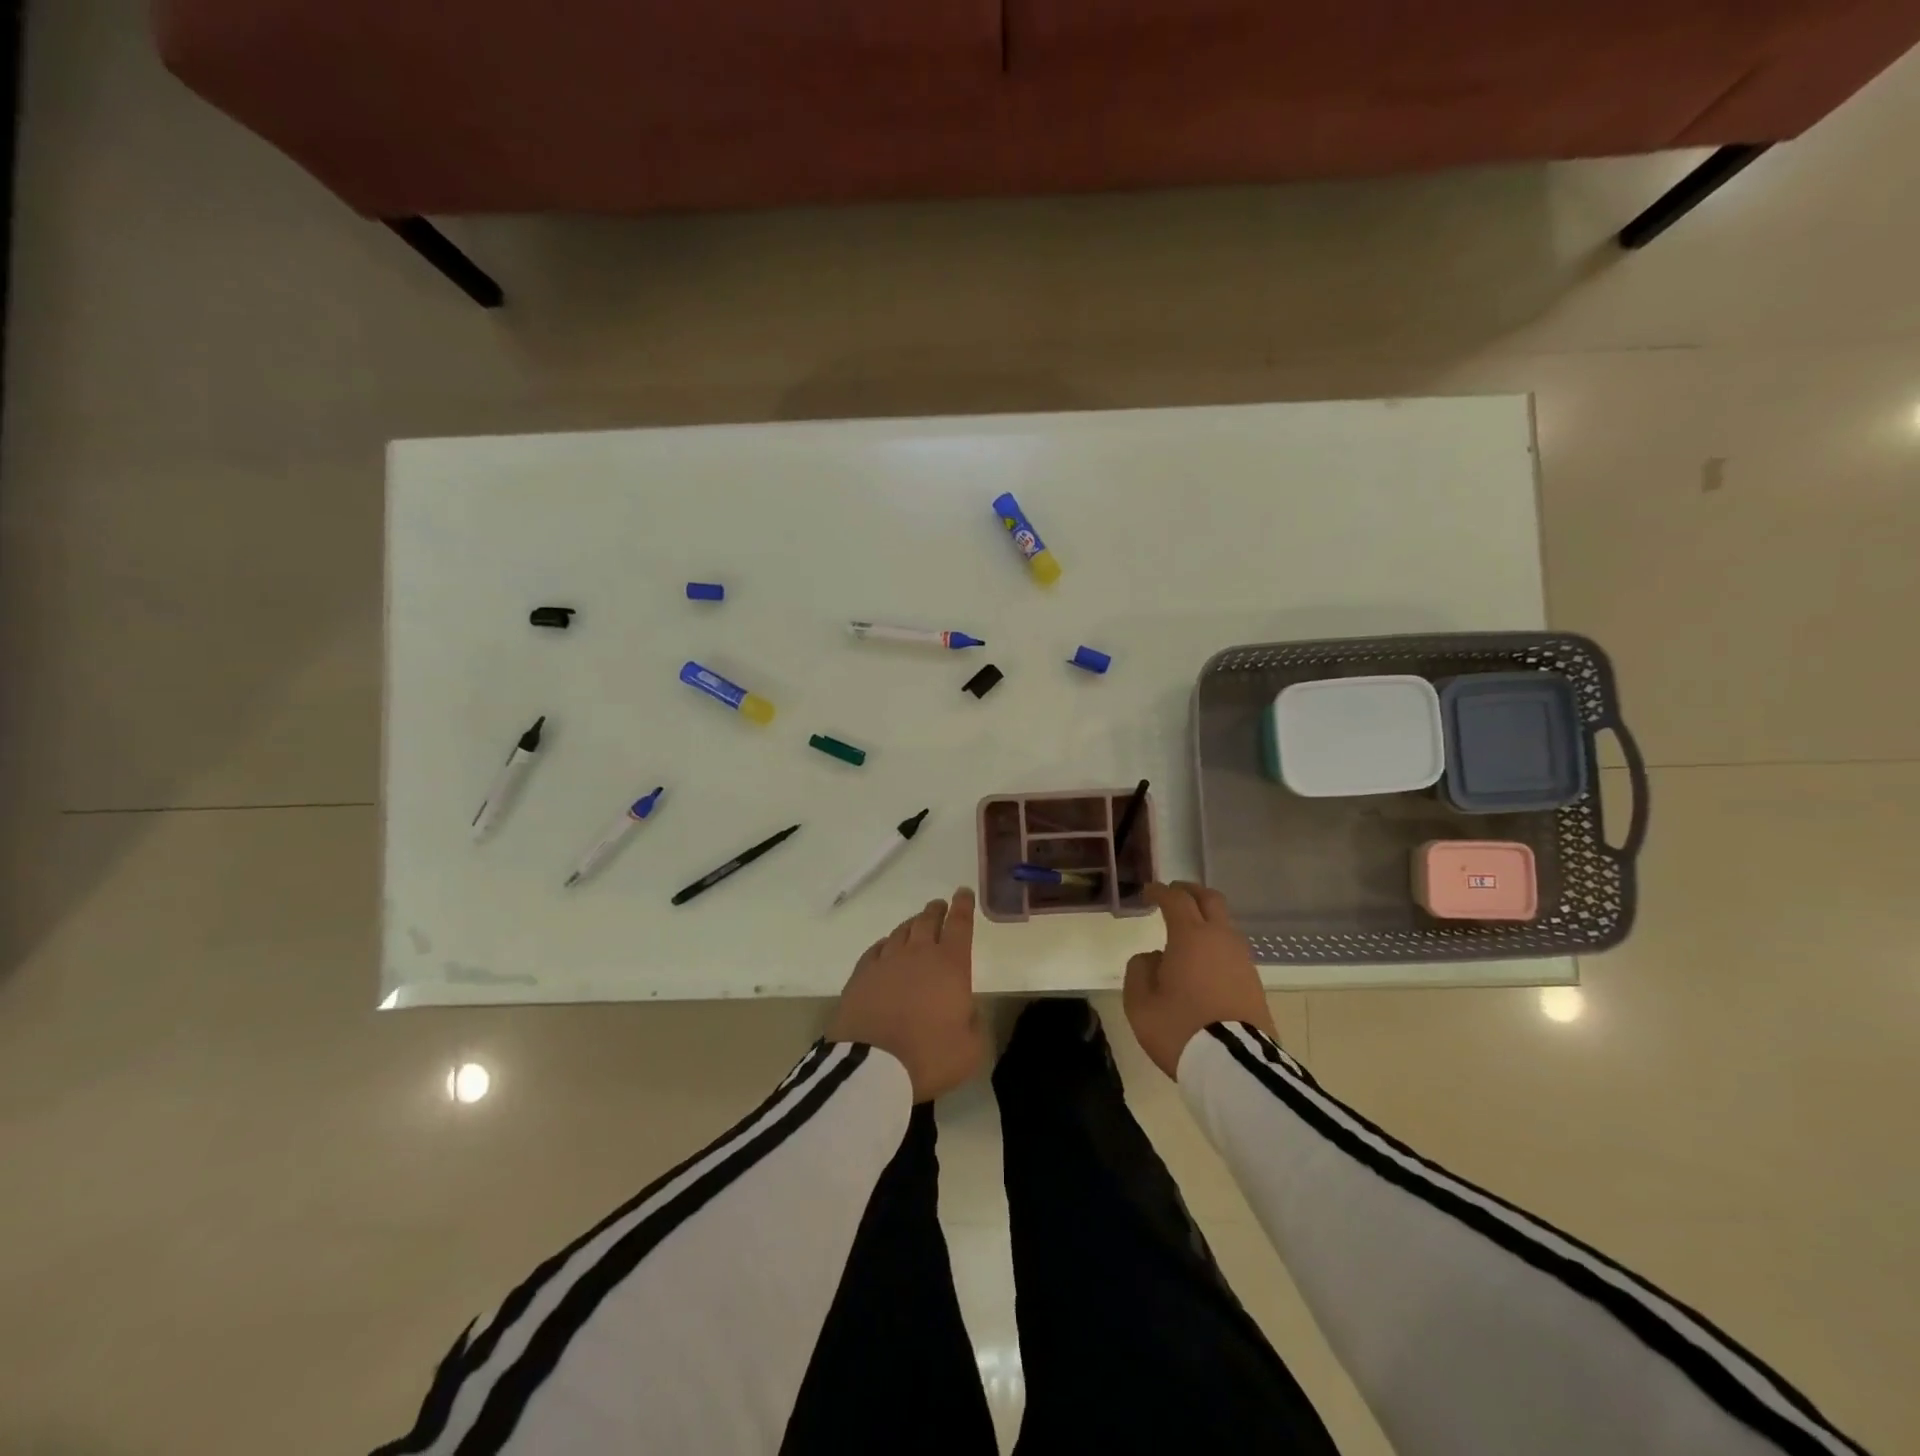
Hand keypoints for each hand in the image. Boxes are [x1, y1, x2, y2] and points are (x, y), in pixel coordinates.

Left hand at [826, 888, 983, 1102]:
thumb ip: (973, 1022)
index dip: (964, 906)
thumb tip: (965, 1010)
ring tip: (915, 925)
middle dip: (936, 910)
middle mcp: (919, 954)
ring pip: (901, 932)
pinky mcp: (861, 975)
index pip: (960, 925)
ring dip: (912, 925)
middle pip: (928, 921)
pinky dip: (885, 945)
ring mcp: (886, 962)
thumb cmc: (929, 1057)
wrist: (872, 1067)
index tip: (963, 892)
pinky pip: (876, 949)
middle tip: (939, 906)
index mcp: (951, 965)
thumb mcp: (970, 1049)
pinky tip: (886, 948)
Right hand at [1123, 881, 1275, 1079]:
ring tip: (1189, 932)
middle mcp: (1221, 939)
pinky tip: (1205, 962)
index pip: (1176, 899)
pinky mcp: (1255, 983)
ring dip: (1207, 919)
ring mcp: (1242, 960)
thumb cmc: (1180, 1028)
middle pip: (1210, 900)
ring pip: (1226, 925)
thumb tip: (1153, 957)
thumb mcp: (1140, 1003)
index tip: (1149, 892)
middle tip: (1175, 894)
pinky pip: (1233, 950)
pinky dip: (1217, 944)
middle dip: (1191, 892)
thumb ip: (1140, 971)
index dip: (1160, 891)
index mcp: (1190, 936)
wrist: (1234, 1067)